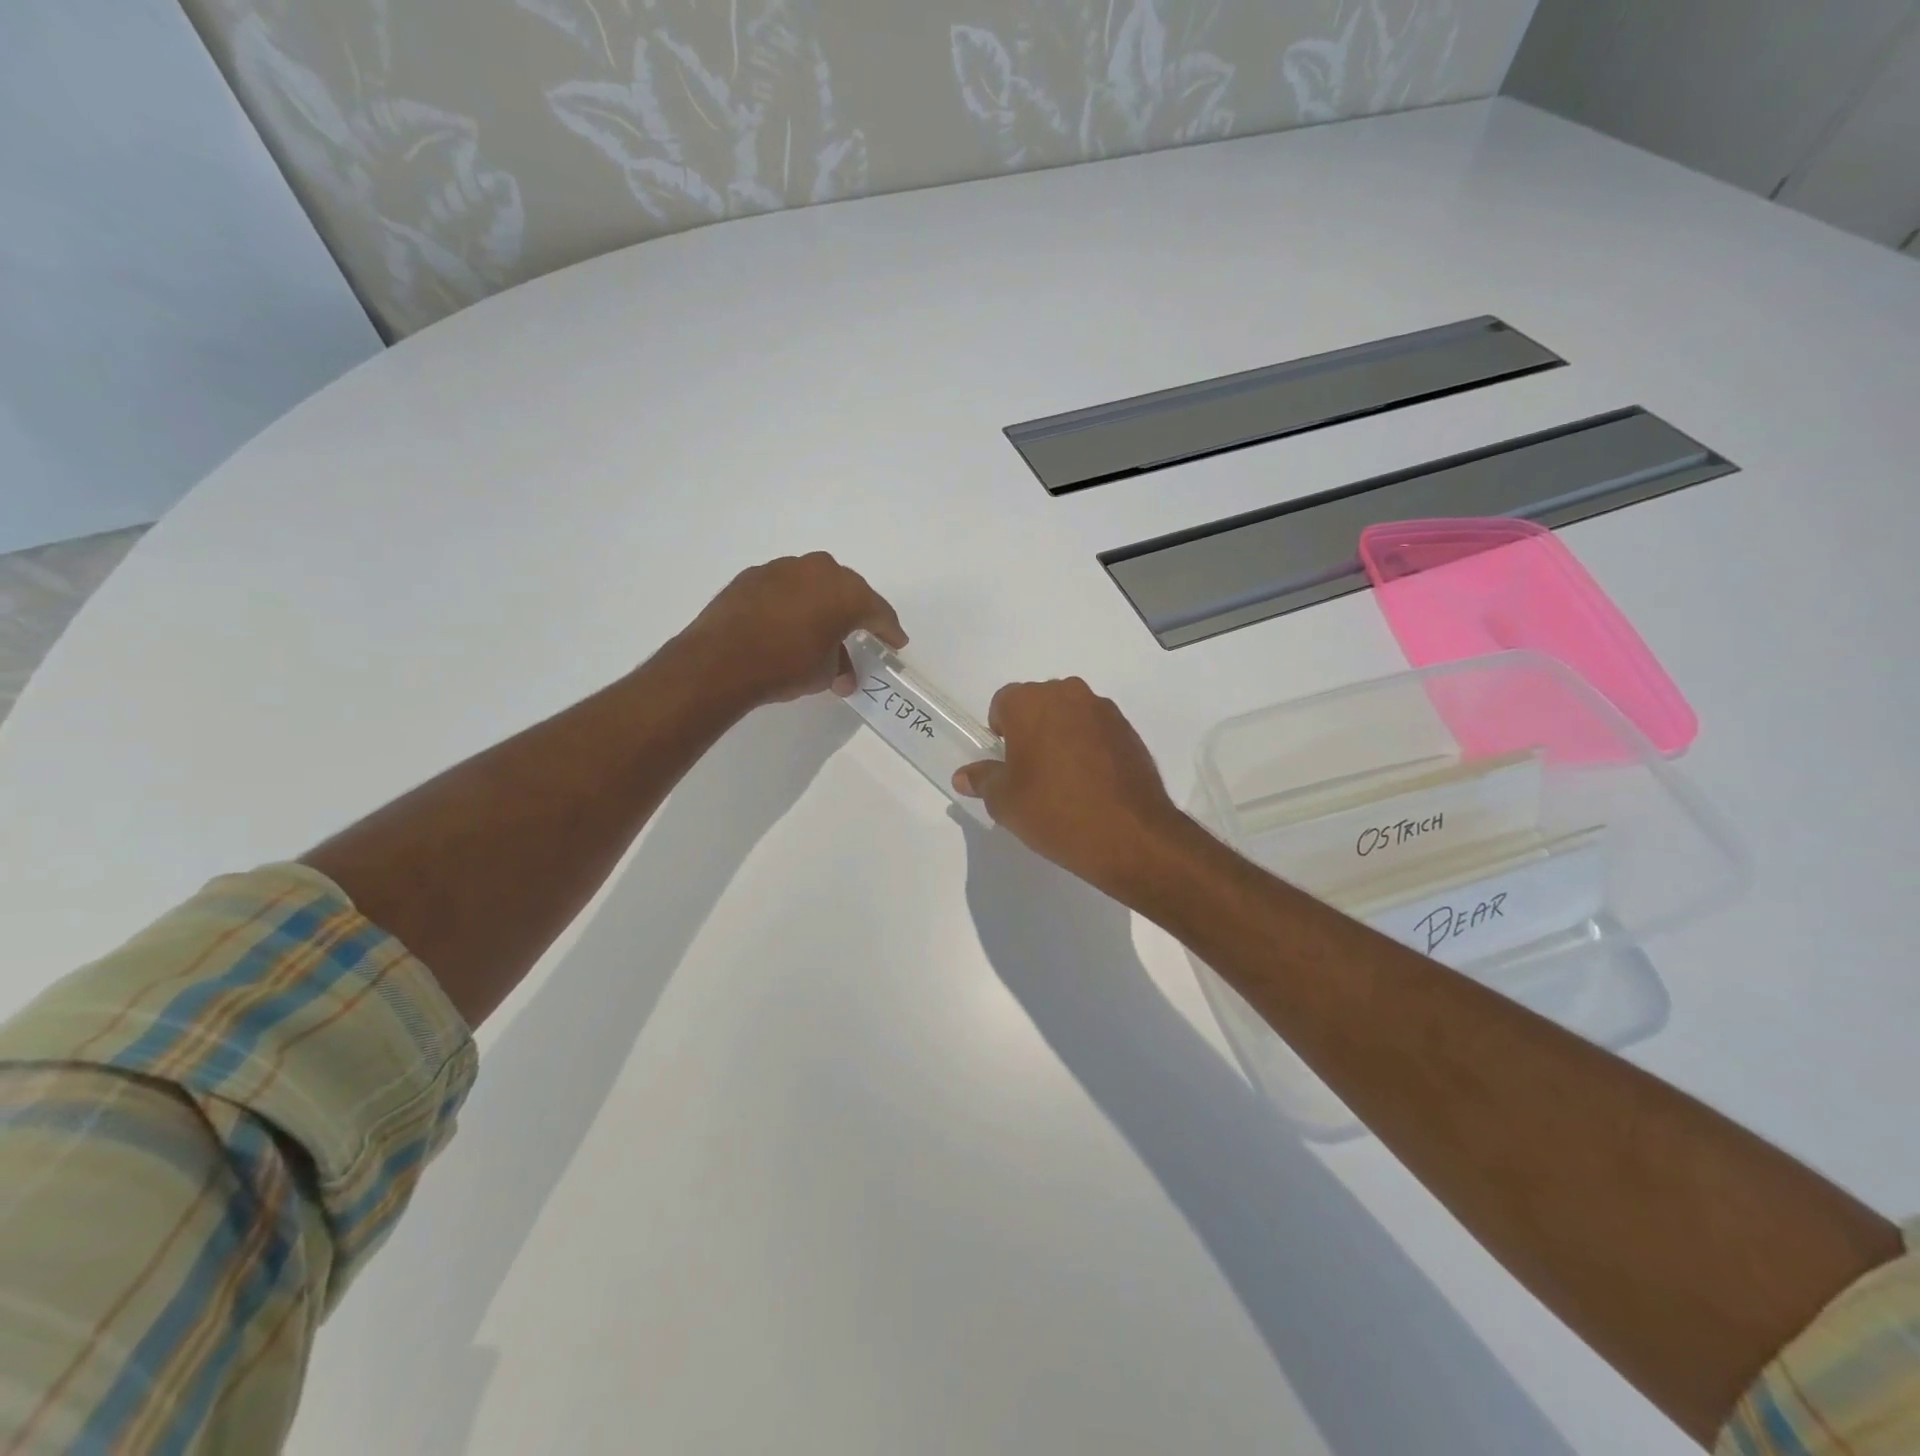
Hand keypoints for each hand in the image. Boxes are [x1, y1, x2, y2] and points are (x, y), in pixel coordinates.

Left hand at [679, 553, 906, 707]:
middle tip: (862, 632)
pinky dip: (792, 603)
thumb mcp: (824, 673)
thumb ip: (840, 667)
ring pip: (814, 584)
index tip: (896, 642)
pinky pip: (785, 587)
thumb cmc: (786, 665)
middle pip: (847, 590)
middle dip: (856, 612)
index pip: (878, 611)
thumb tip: (841, 675)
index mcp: (846, 592)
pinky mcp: (754, 575)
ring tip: (820, 628)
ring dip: (821, 604)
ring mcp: (783, 568)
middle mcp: (819, 570)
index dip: (890, 630)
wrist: (721, 660)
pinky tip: (786, 623)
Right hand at [953, 678, 1191, 896]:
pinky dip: (1089, 747)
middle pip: (1038, 704)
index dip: (999, 733)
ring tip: (1064, 780)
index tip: (1006, 764)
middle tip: (1031, 773)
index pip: (1002, 703)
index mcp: (1030, 702)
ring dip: (1061, 736)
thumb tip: (964, 775)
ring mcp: (1103, 710)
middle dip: (1031, 730)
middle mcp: (1068, 694)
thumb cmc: (1055, 811)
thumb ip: (983, 780)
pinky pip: (1096, 730)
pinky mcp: (1129, 730)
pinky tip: (1091, 784)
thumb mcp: (1005, 802)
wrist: (1131, 835)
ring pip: (1070, 715)